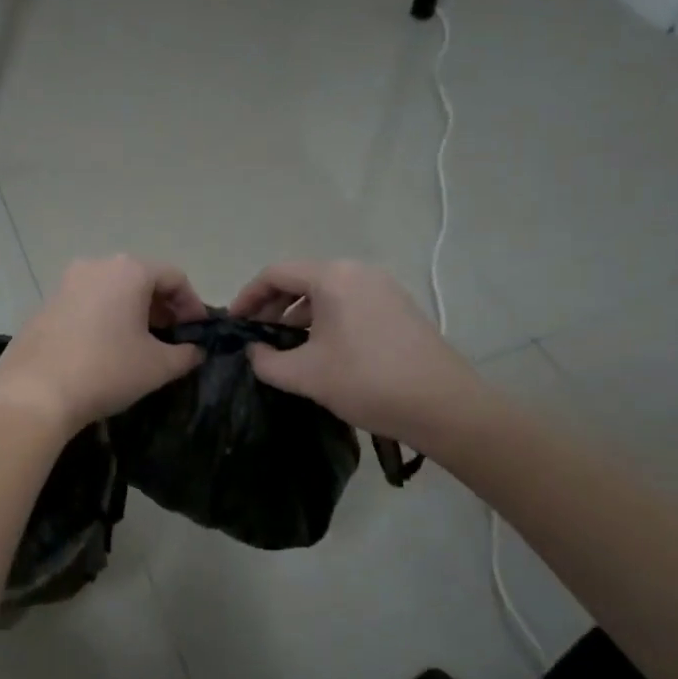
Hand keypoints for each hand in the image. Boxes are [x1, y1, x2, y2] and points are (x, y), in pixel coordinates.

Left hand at [0, 256, 206, 434]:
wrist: (34, 393)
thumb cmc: (106, 371)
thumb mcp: (157, 366)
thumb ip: (186, 354)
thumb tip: (195, 351)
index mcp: (128, 271)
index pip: (174, 277)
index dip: (193, 305)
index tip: (198, 333)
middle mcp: (95, 266)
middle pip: (141, 279)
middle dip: (162, 307)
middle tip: (173, 339)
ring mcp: (65, 283)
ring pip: (112, 290)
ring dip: (133, 312)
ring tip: (141, 345)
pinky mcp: (45, 303)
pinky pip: (87, 302)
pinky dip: (105, 317)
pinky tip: (106, 348)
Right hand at [230, 259, 485, 451]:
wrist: (444, 406)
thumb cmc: (367, 382)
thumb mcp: (304, 375)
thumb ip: (265, 360)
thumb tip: (254, 351)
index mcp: (333, 277)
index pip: (275, 274)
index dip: (247, 297)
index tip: (233, 324)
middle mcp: (359, 272)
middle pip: (301, 280)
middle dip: (272, 307)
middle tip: (256, 338)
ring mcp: (383, 288)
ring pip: (325, 294)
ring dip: (298, 316)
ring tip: (286, 349)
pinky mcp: (398, 308)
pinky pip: (349, 304)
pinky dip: (325, 321)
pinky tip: (321, 352)